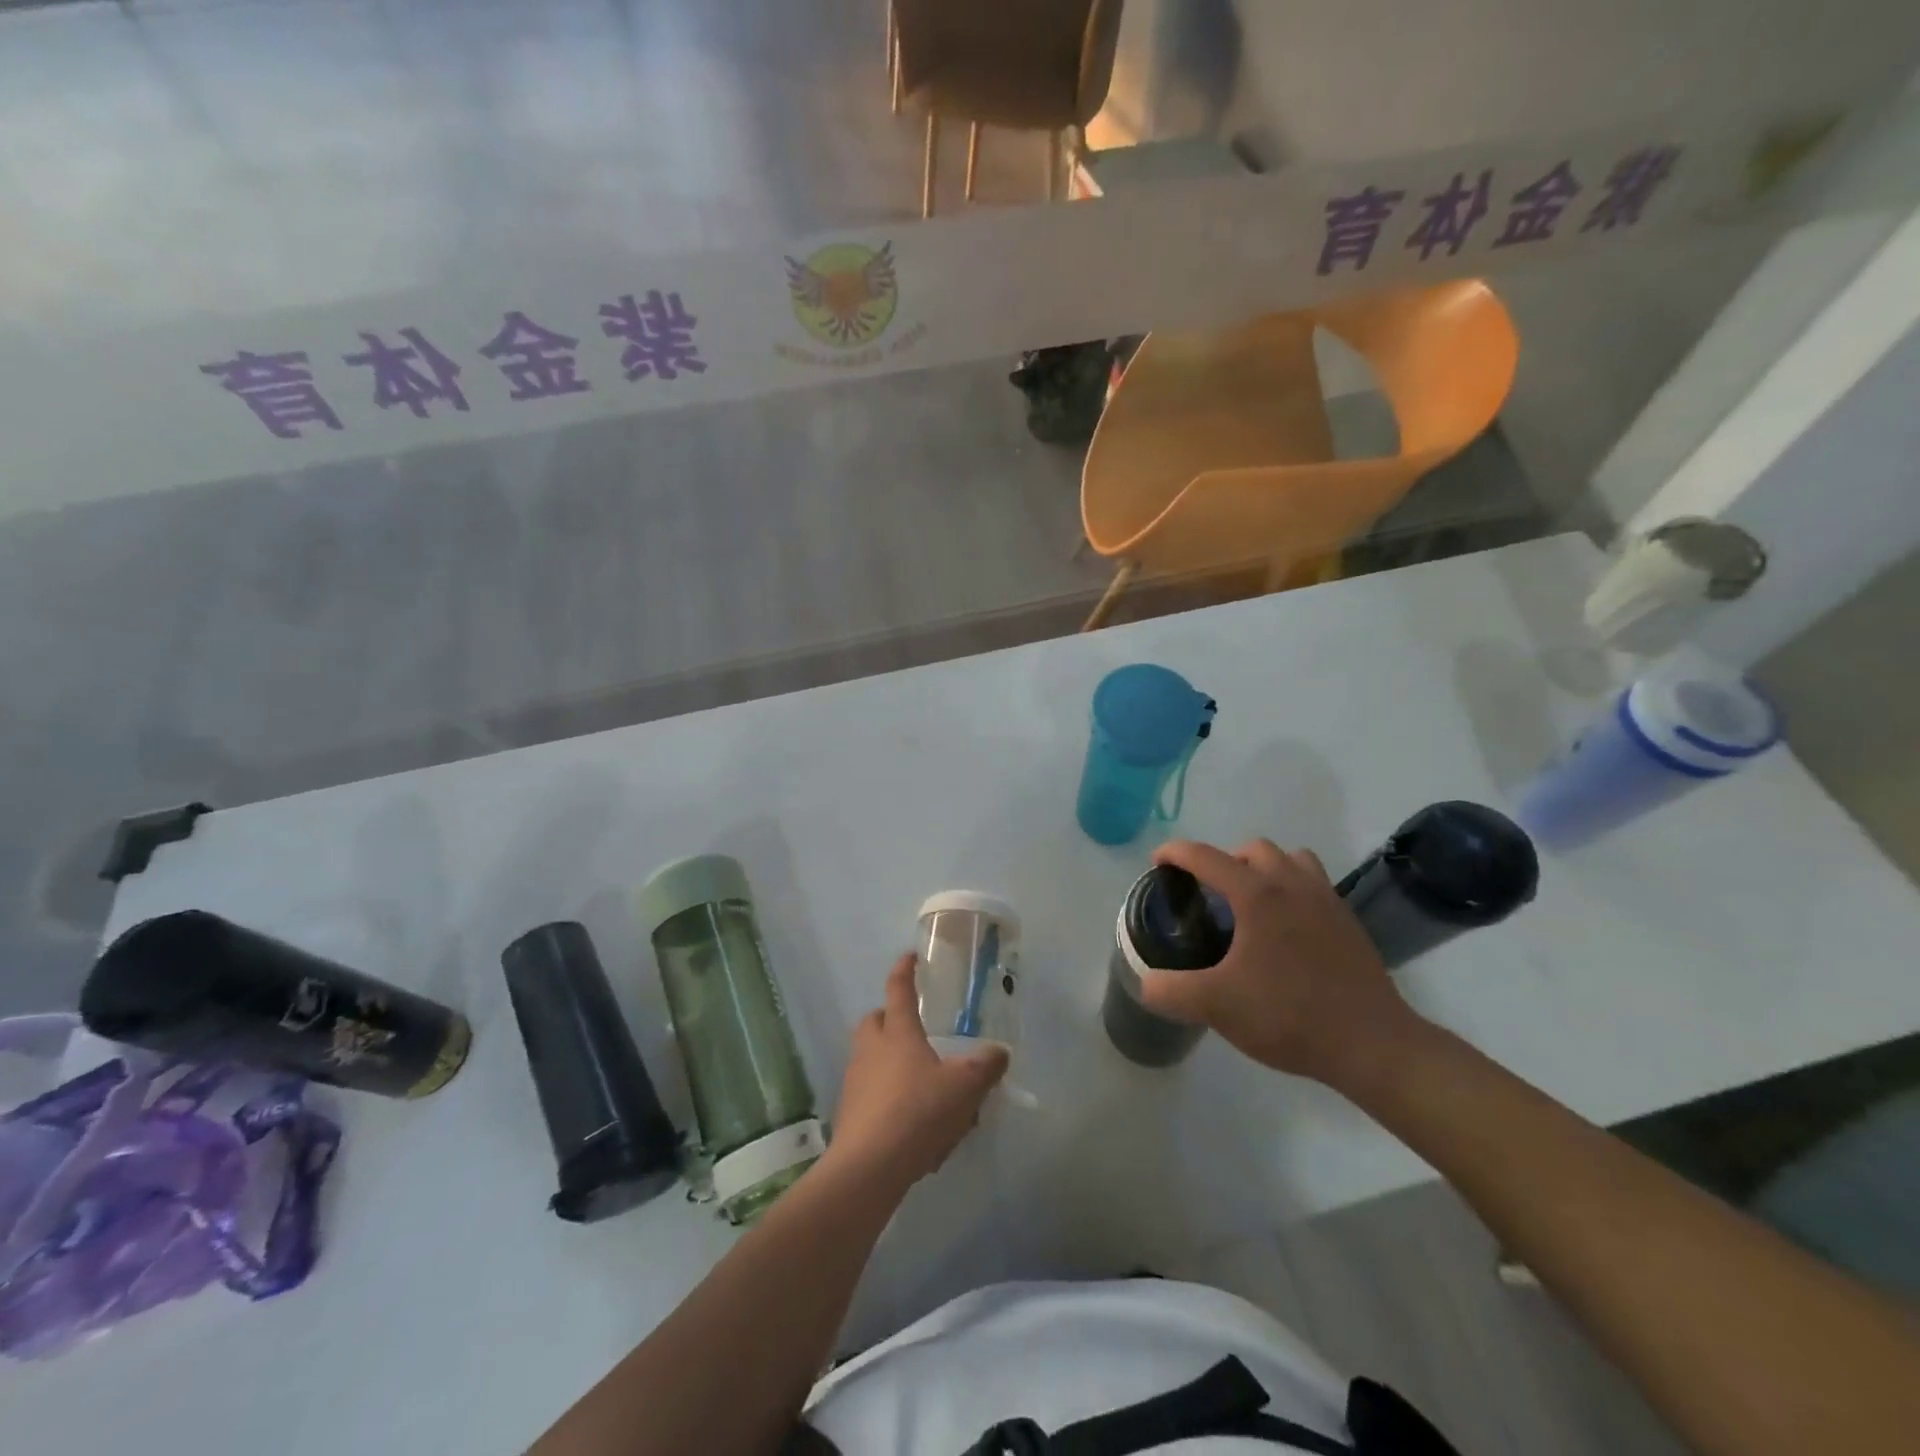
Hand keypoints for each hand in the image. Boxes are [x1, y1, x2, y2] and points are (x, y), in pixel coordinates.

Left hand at [827, 954, 1008, 1193]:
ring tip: (918, 1079)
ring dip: (888, 1059)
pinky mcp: (849, 1113)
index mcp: (898, 1032)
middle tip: (913, 1028)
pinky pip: (869, 1092)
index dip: (904, 970)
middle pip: (874, 1020)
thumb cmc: (918, 1112)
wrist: (869, 1167)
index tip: (910, 957)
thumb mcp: (965, 1087)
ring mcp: (855, 1081)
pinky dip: (886, 1095)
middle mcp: (871, 1049)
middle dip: (890, 1018)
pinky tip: (910, 1120)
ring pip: (869, 1056)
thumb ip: (986, 1067)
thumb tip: (1000, 1052)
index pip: (899, 988)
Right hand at [1135, 838, 1424, 1090]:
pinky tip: (1285, 928)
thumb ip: (1170, 991)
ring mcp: (1326, 900)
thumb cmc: (1289, 1016)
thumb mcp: (1217, 1006)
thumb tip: (1146, 982)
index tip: (1158, 863)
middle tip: (1209, 893)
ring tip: (1249, 903)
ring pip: (1290, 860)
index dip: (1175, 853)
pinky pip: (1314, 884)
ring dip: (1264, 869)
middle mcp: (1293, 884)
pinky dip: (1292, 889)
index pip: (1206, 856)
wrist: (1372, 1045)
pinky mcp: (1348, 921)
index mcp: (1257, 895)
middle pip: (1253, 849)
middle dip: (1224, 860)